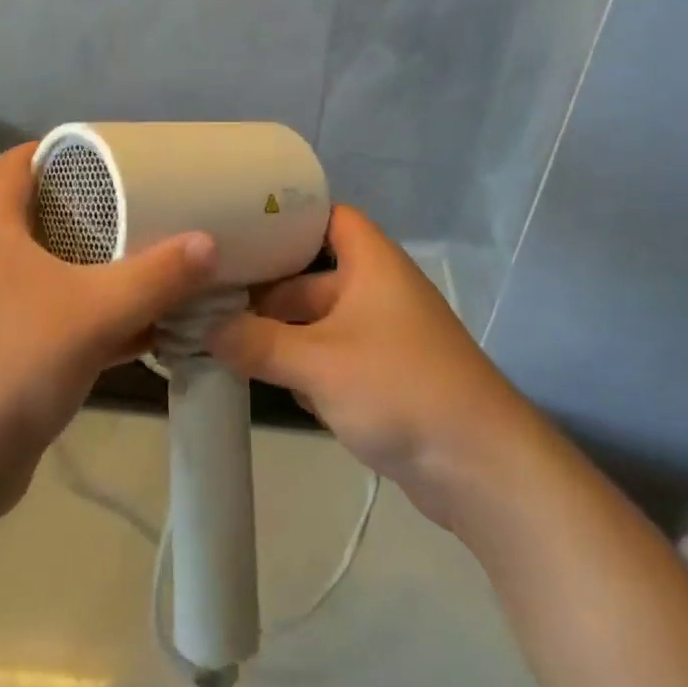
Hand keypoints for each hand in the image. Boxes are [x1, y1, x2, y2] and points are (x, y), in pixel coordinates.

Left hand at [0, 144, 217, 523]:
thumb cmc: (15, 364)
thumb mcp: (95, 312)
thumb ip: (156, 277)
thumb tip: (209, 242)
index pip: (11, 165)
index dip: (50, 149)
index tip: (101, 152)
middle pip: (39, 213)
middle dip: (89, 205)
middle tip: (140, 199)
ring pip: (53, 267)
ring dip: (97, 262)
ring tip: (151, 254)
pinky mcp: (12, 350)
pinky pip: (61, 315)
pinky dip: (98, 313)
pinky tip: (145, 326)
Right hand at [207, 205, 528, 528]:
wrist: (482, 470)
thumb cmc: (400, 388)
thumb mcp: (319, 362)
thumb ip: (257, 343)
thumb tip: (205, 329)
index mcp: (371, 264)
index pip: (327, 217)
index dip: (287, 217)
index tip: (238, 226)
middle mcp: (376, 291)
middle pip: (311, 276)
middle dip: (266, 290)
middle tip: (209, 294)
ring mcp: (380, 338)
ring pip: (317, 322)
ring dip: (278, 333)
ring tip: (220, 336)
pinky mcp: (382, 380)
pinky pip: (330, 359)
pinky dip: (300, 367)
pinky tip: (259, 380)